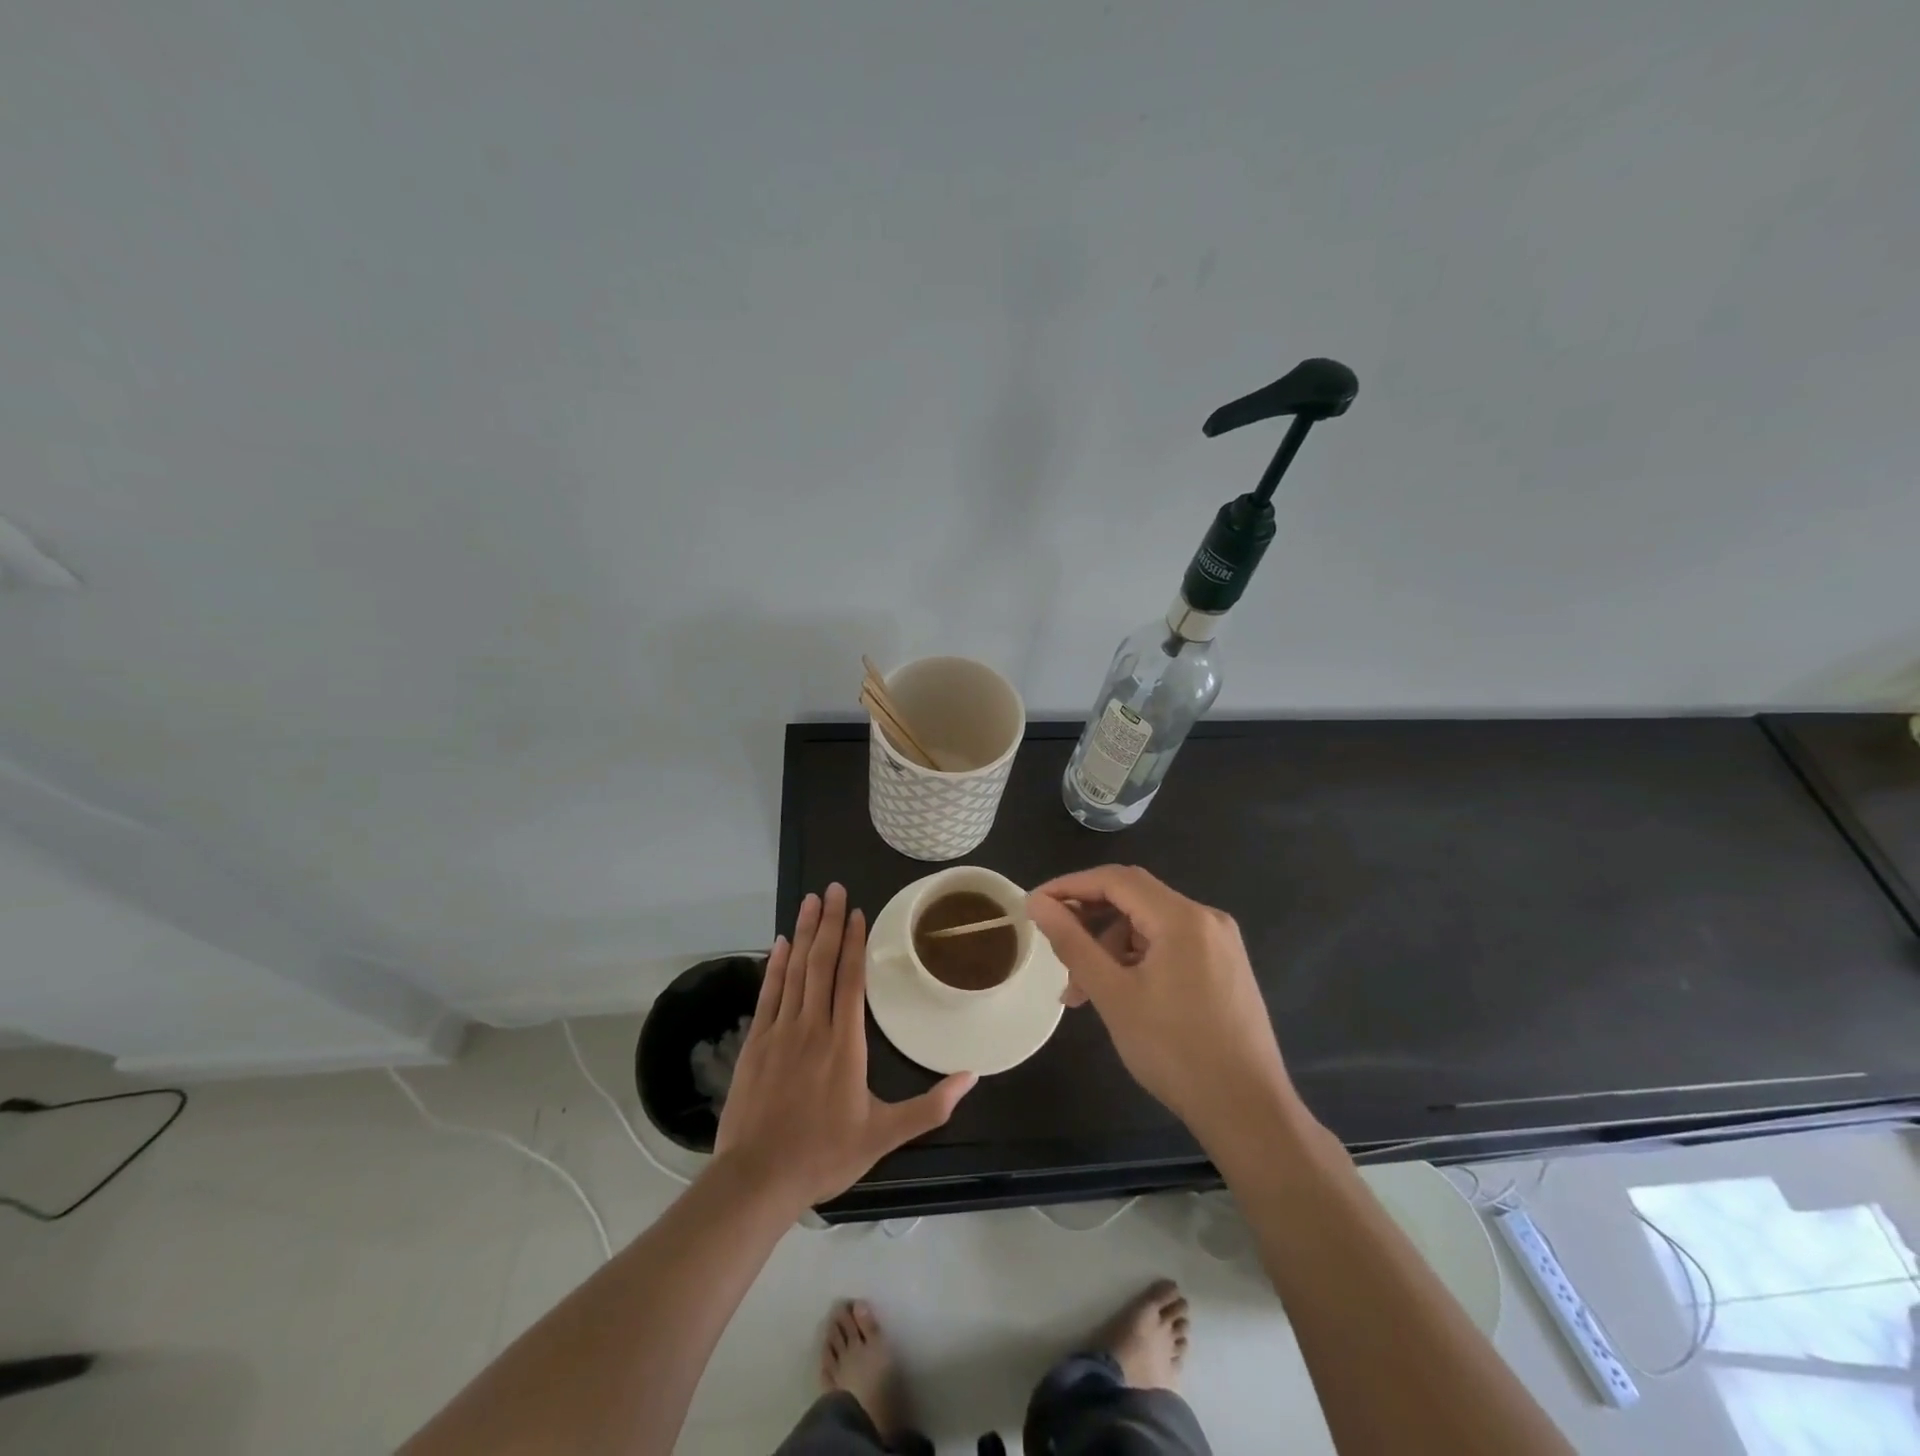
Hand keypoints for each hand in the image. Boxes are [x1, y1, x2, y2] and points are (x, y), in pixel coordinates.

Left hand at [715, 883, 976, 1209]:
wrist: (758, 1179)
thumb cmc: (824, 1154)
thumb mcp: (884, 1135)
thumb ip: (930, 1106)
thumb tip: (972, 1076)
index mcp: (844, 1044)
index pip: (850, 980)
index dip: (854, 942)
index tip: (856, 911)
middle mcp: (812, 1027)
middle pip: (821, 963)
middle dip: (827, 923)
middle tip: (832, 889)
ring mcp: (780, 1032)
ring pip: (794, 971)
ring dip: (802, 933)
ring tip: (808, 901)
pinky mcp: (756, 1043)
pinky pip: (768, 994)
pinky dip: (774, 966)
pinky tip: (779, 944)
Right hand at [1026, 865, 1297, 1140]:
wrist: (1248, 1112)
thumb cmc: (1175, 1051)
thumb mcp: (1113, 994)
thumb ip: (1072, 943)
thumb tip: (1038, 903)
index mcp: (1182, 918)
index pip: (1115, 879)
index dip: (1070, 886)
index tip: (1034, 905)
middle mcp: (1206, 918)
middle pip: (1134, 898)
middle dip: (1089, 919)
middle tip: (1055, 947)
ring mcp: (1220, 943)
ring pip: (1150, 925)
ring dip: (1110, 947)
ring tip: (1082, 991)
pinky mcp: (1225, 967)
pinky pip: (1170, 945)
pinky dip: (1137, 960)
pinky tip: (1119, 993)